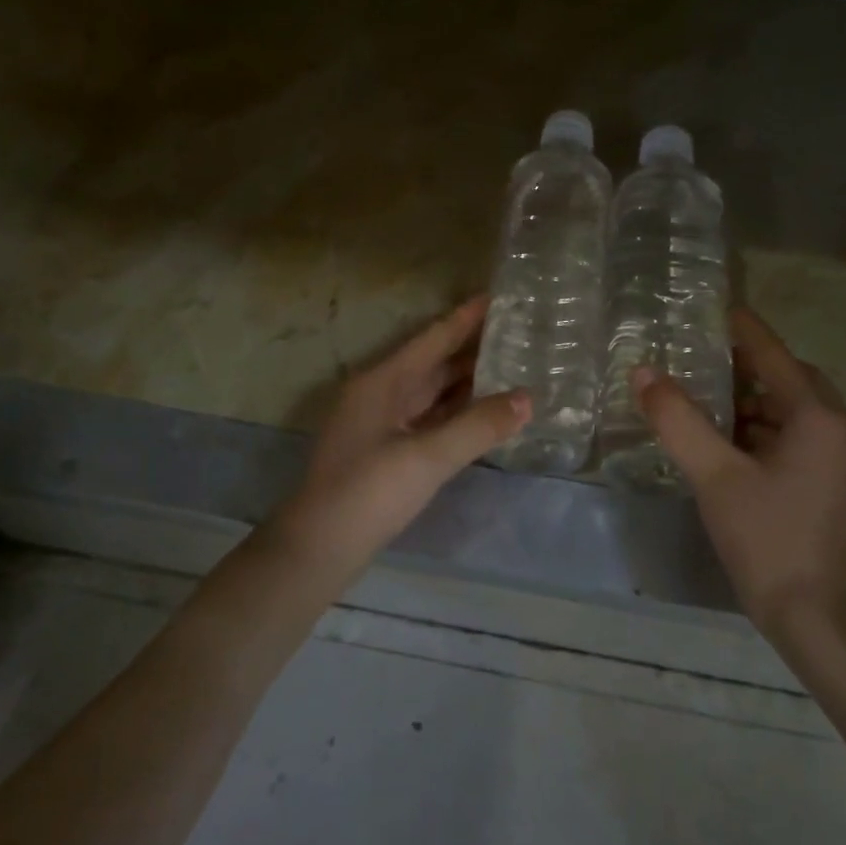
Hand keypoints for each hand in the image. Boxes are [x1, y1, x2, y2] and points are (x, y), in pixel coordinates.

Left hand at [272, 296, 529, 574]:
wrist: (318, 548)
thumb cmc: (368, 493)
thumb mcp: (427, 458)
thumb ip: (478, 426)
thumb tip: (527, 398)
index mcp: (383, 381)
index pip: (433, 338)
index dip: (466, 317)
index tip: (499, 296)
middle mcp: (380, 393)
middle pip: (433, 362)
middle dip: (472, 347)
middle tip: (518, 332)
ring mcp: (381, 422)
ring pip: (431, 391)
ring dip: (466, 379)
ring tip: (510, 365)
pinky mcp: (385, 449)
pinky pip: (428, 417)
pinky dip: (455, 410)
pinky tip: (482, 410)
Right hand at [634, 307, 845, 634]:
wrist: (818, 617)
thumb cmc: (771, 538)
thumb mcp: (716, 476)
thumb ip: (678, 420)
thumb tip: (643, 372)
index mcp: (813, 416)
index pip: (772, 352)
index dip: (740, 327)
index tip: (707, 306)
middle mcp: (828, 428)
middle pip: (783, 377)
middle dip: (742, 362)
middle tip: (696, 353)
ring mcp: (827, 459)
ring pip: (782, 409)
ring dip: (744, 396)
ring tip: (696, 390)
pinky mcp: (817, 483)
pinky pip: (781, 435)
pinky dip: (750, 426)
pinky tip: (715, 437)